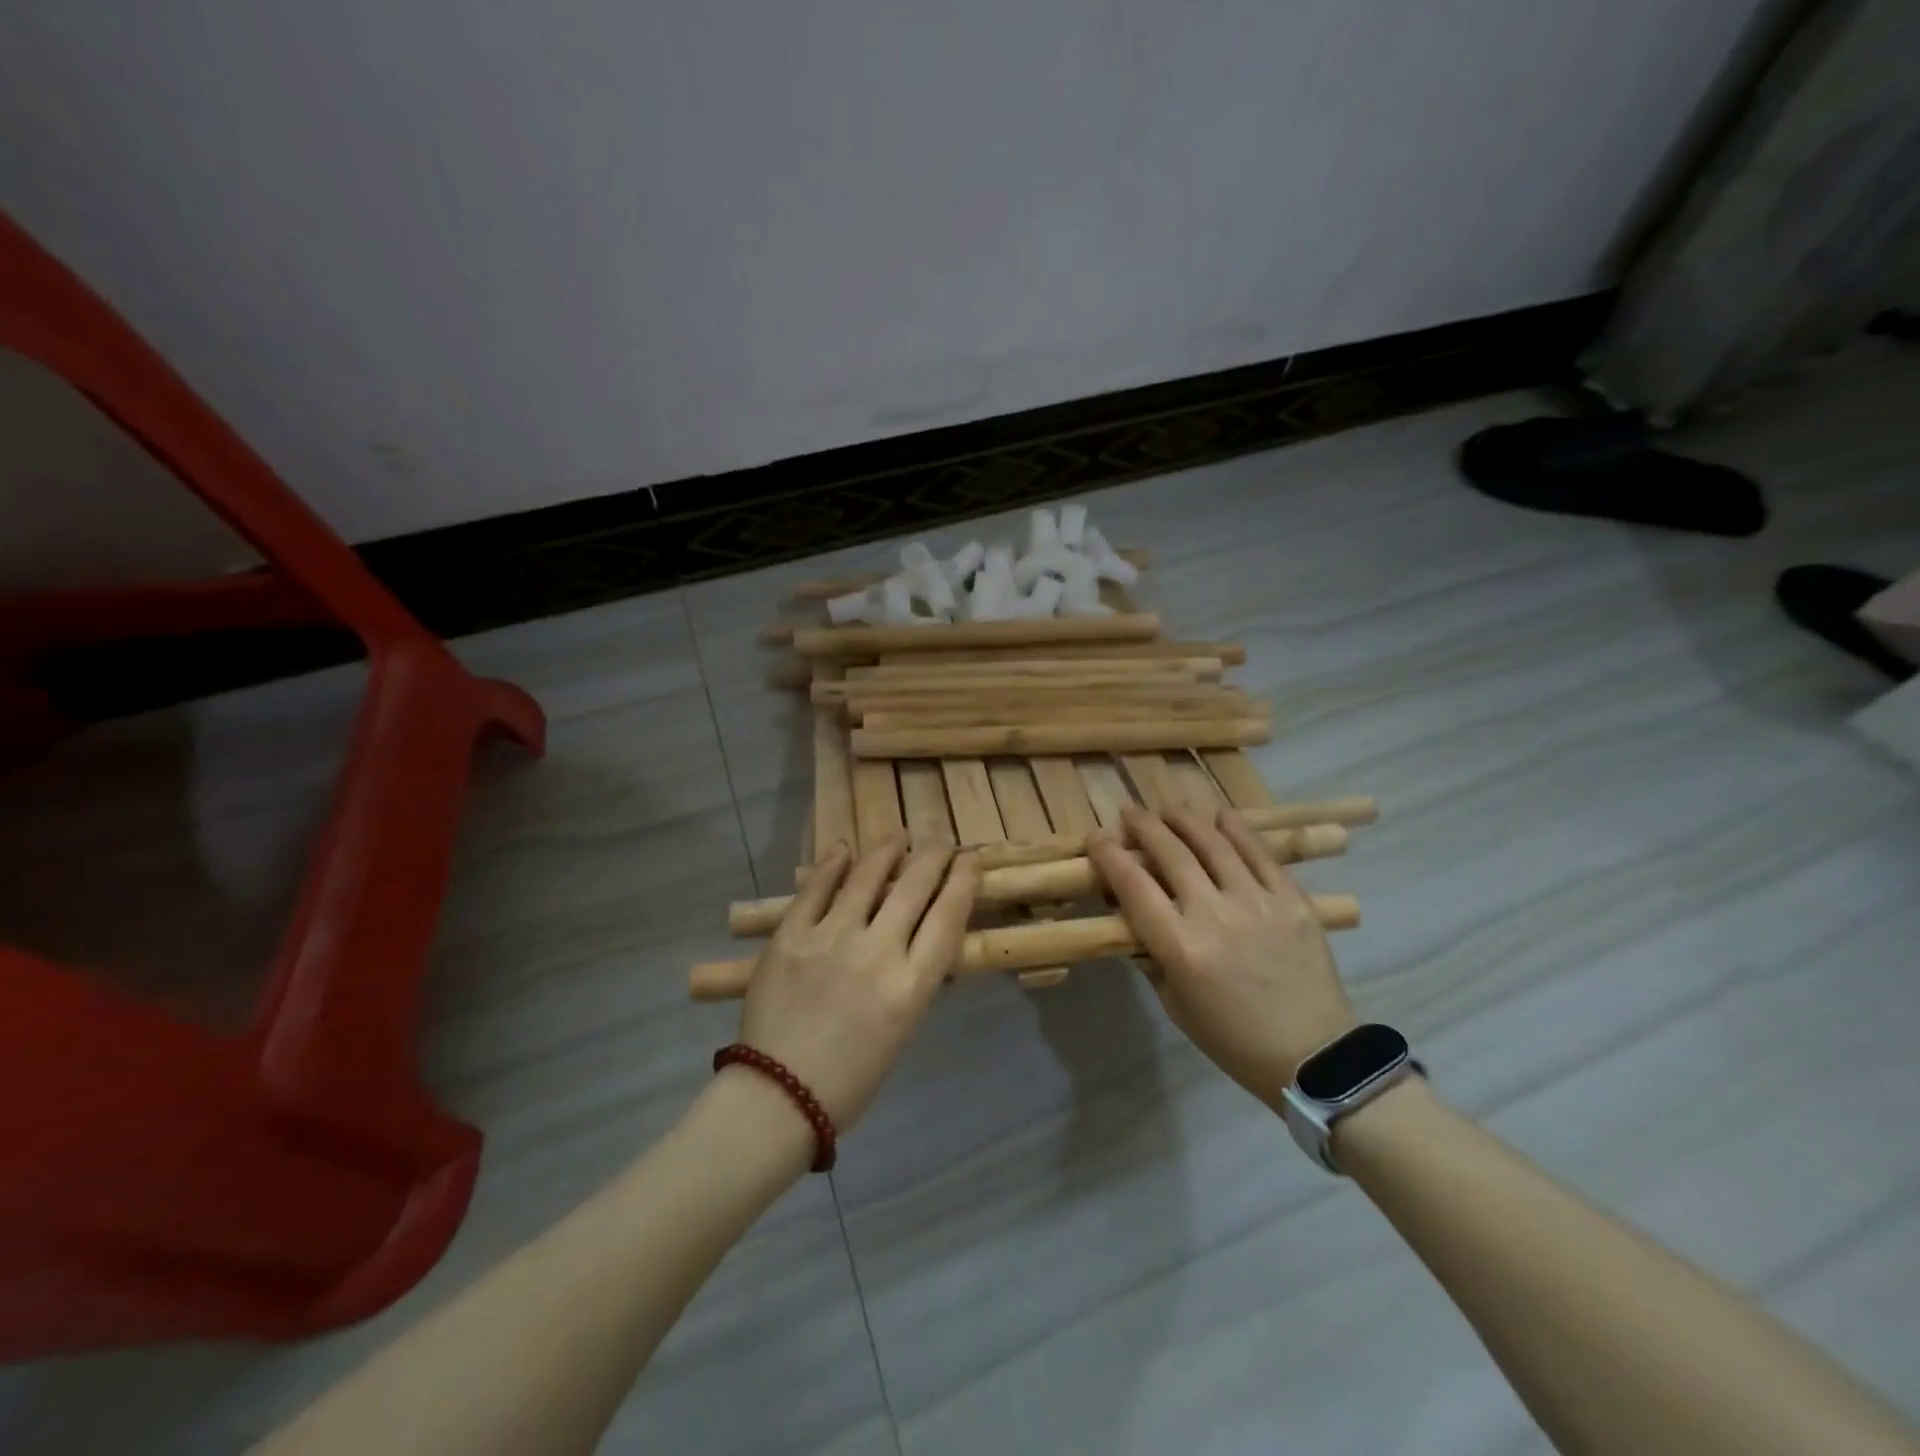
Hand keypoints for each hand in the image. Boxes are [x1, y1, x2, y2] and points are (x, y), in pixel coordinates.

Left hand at [736, 838, 979, 1129]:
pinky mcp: (791, 935)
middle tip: (942, 843)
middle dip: (934, 857)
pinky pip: (816, 888)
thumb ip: (914, 975)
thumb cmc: (852, 1076)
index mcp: (911, 986)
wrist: (779, 1095)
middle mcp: (877, 952)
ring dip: (888, 850)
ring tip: (899, 836)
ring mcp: (830, 938)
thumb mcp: (903, 1027)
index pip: (948, 915)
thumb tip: (921, 932)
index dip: (964, 880)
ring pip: (867, 876)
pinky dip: (833, 865)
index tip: (971, 859)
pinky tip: (844, 851)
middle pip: (914, 887)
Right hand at [1088, 806, 1357, 1109]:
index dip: (1109, 855)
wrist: (1315, 1056)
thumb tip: (1135, 919)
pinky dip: (1237, 830)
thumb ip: (1152, 957)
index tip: (1096, 838)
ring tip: (1169, 810)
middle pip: (1170, 853)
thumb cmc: (1233, 1039)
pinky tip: (1221, 817)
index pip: (1133, 886)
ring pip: (1213, 843)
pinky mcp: (1292, 900)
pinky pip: (1259, 854)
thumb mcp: (1176, 1005)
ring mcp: (1257, 902)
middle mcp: (1214, 914)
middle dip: (1143, 826)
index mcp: (1180, 947)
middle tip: (1130, 813)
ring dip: (1185, 820)